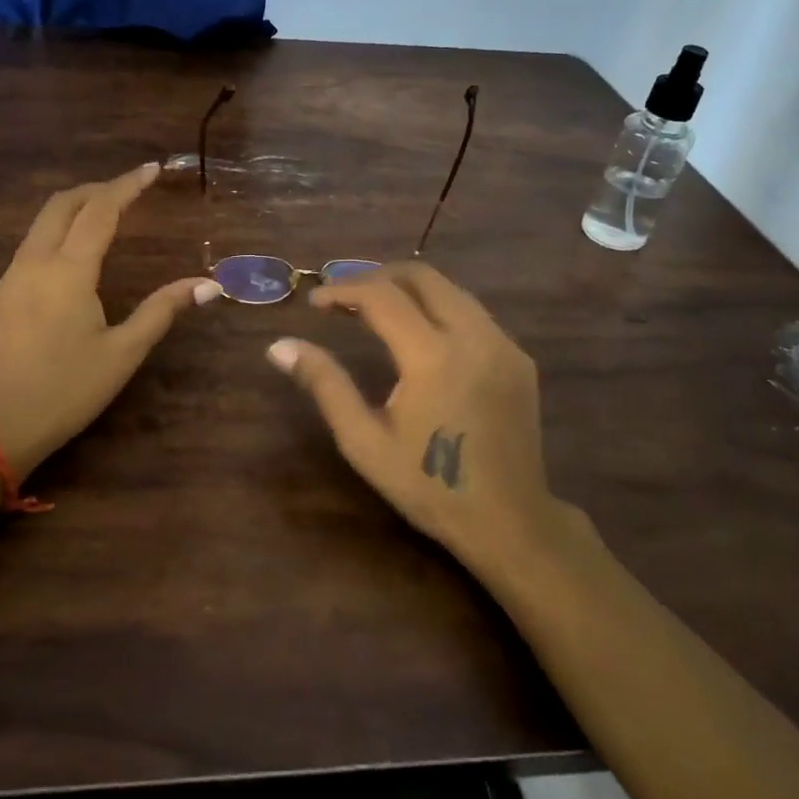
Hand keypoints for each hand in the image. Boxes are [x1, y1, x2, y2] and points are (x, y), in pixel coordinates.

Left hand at [0, 162, 221, 476]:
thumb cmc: (67, 390)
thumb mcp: (123, 353)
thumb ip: (162, 310)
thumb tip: (207, 284)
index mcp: (68, 271)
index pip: (100, 211)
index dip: (127, 186)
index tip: (152, 169)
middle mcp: (35, 263)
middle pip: (62, 205)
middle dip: (97, 189)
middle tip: (129, 188)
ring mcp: (11, 278)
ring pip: (41, 223)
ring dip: (74, 208)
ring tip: (106, 213)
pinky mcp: (1, 296)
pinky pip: (31, 245)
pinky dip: (57, 231)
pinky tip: (74, 252)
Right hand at [265, 261, 588, 585]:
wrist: (510, 522)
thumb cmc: (428, 485)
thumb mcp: (364, 441)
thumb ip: (324, 384)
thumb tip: (279, 346)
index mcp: (432, 356)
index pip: (381, 296)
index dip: (342, 289)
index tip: (315, 302)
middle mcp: (473, 336)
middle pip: (422, 276)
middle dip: (377, 276)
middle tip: (345, 297)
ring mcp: (503, 344)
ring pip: (451, 290)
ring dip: (409, 290)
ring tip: (375, 310)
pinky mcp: (519, 358)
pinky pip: (473, 314)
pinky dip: (438, 309)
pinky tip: (420, 337)